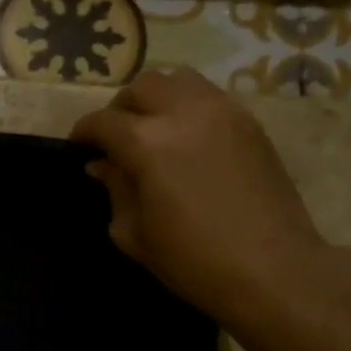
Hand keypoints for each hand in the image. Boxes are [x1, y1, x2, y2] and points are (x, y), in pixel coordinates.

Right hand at [70, 70, 330, 322]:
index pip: (102, 122)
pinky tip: (187, 138)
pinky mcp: (250, 123)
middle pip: (141, 87)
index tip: (78, 147)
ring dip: (157, 97)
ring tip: (153, 127)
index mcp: (146, 143)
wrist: (272, 271)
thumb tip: (103, 165)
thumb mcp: (134, 232)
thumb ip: (115, 189)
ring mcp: (222, 112)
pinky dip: (188, 106)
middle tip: (116, 137)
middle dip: (120, 108)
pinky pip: (209, 96)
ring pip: (178, 79)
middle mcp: (183, 113)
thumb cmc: (192, 260)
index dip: (83, 133)